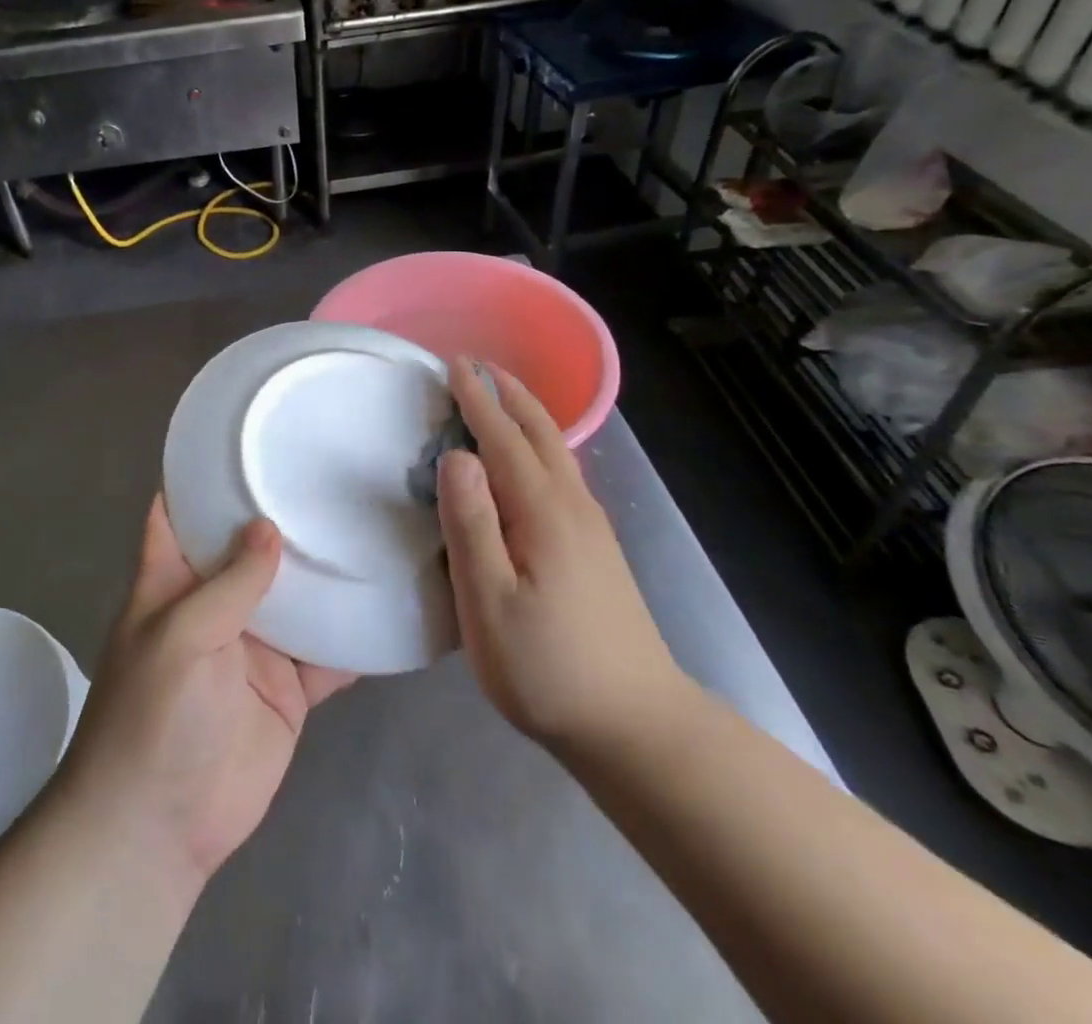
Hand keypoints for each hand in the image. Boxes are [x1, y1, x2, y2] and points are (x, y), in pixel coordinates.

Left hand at [56, 496, 354, 891]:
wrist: (161, 829)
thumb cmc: (153, 717)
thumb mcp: (181, 637)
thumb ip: (229, 584)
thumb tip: (268, 526)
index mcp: (175, 580)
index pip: (180, 511)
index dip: (203, 475)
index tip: (246, 436)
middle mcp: (216, 602)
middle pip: (251, 547)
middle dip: (284, 515)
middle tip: (335, 469)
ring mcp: (256, 645)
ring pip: (297, 595)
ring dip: (326, 570)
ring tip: (374, 522)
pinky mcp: (289, 687)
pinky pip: (328, 653)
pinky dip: (355, 634)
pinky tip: (393, 601)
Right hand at [436, 357, 693, 765]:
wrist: (637, 727)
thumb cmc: (548, 668)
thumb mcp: (489, 601)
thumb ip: (470, 523)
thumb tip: (456, 455)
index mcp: (542, 510)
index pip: (502, 437)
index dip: (476, 399)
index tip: (454, 363)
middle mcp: (572, 505)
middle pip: (539, 432)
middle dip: (507, 393)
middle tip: (475, 365)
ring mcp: (590, 527)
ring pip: (555, 451)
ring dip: (524, 415)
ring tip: (497, 396)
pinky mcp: (596, 548)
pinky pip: (561, 472)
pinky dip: (537, 445)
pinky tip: (529, 460)